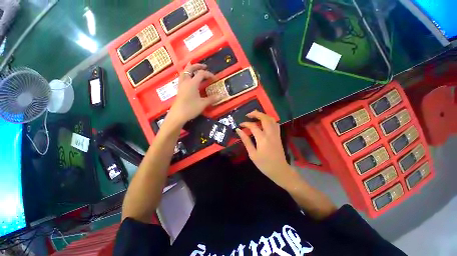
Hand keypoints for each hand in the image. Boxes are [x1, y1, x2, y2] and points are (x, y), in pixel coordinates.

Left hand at [168, 63, 218, 125]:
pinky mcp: (179, 89)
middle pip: (190, 68)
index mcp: (192, 83)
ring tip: (195, 69)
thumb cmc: (190, 108)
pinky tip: (190, 79)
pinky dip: (186, 75)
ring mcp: (181, 85)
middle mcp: (186, 81)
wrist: (178, 115)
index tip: (214, 78)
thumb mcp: (203, 104)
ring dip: (190, 69)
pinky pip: (182, 78)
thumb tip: (221, 96)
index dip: (208, 74)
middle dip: (197, 66)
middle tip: (204, 66)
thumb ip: (212, 99)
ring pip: (184, 72)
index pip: (201, 74)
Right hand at [236, 111, 293, 186]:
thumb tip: (239, 131)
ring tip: (255, 116)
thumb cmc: (264, 164)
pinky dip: (269, 120)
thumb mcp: (252, 154)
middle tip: (248, 114)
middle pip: (264, 118)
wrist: (279, 170)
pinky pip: (275, 124)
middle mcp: (270, 134)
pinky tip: (264, 122)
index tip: (240, 125)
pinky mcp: (278, 136)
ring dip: (263, 115)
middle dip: (256, 113)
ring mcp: (276, 134)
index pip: (253, 126)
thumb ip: (246, 141)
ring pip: (271, 119)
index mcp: (262, 139)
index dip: (245, 124)